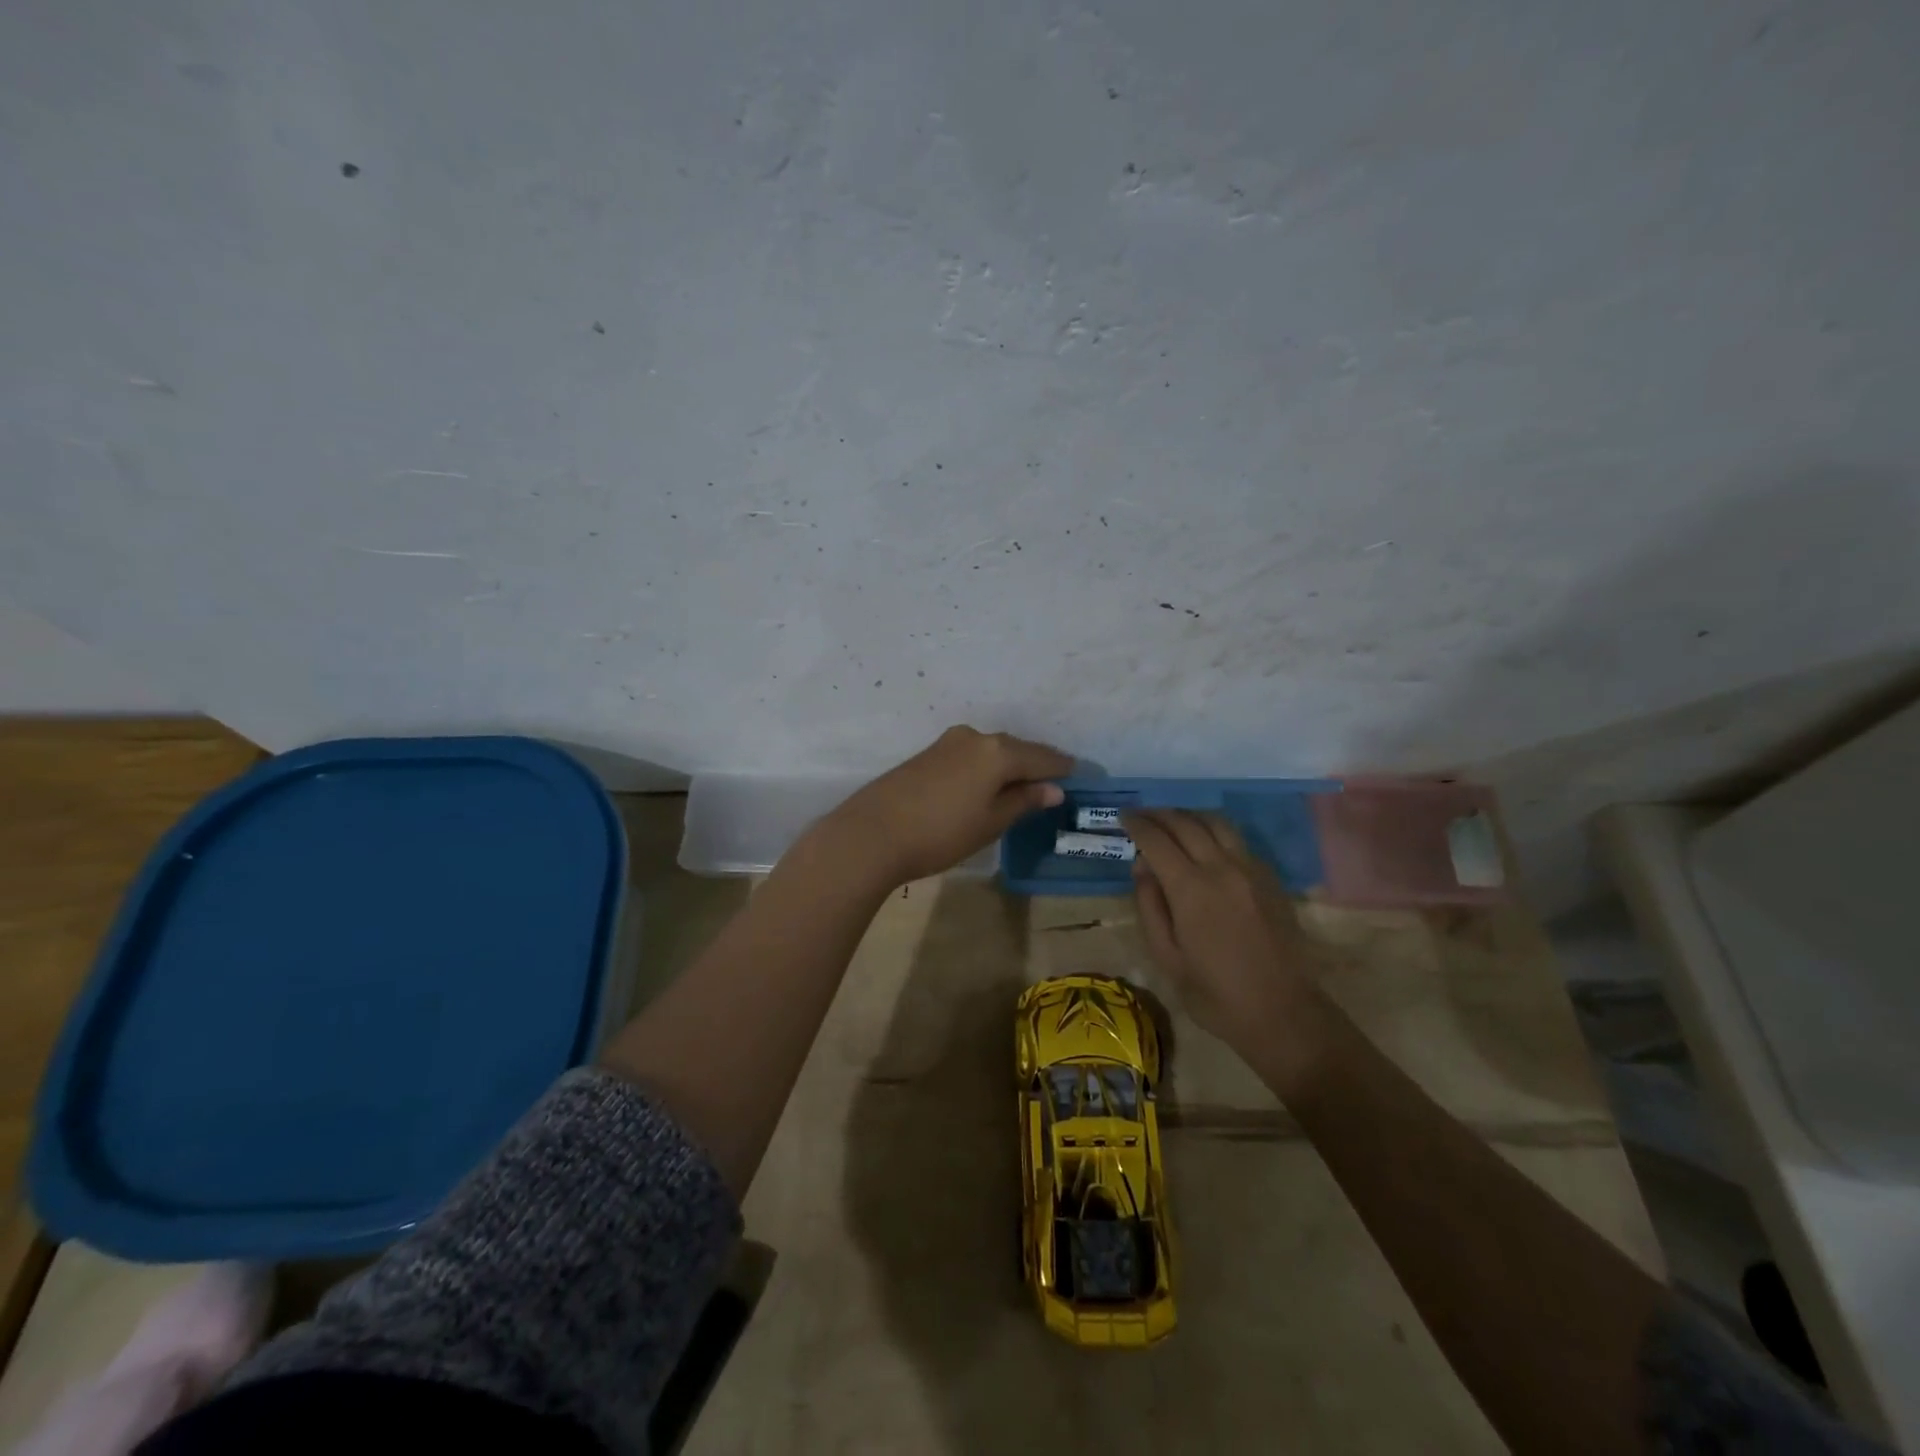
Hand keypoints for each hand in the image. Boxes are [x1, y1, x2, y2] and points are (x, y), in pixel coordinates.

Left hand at [823, 726, 1071, 885]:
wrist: (872, 834)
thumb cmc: (941, 833)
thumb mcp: (990, 822)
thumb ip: (1023, 801)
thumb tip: (1053, 789)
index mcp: (997, 752)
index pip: (1042, 756)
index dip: (1063, 768)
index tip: (1081, 775)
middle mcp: (975, 737)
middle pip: (1017, 749)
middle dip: (1036, 764)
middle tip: (1055, 782)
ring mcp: (948, 743)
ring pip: (992, 751)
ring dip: (1010, 765)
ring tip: (1024, 785)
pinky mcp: (928, 754)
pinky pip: (971, 755)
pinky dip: (987, 767)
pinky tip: (988, 784)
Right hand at [1124, 810, 1317, 1051]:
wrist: (1282, 1012)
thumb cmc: (1215, 994)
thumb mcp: (1167, 957)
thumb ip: (1150, 907)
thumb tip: (1142, 868)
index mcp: (1191, 889)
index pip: (1157, 840)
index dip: (1137, 824)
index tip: (1123, 817)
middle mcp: (1221, 868)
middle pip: (1186, 823)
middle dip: (1159, 814)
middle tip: (1142, 815)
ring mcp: (1251, 870)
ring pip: (1216, 823)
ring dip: (1189, 816)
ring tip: (1173, 822)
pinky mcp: (1270, 878)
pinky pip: (1238, 841)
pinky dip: (1215, 832)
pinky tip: (1206, 845)